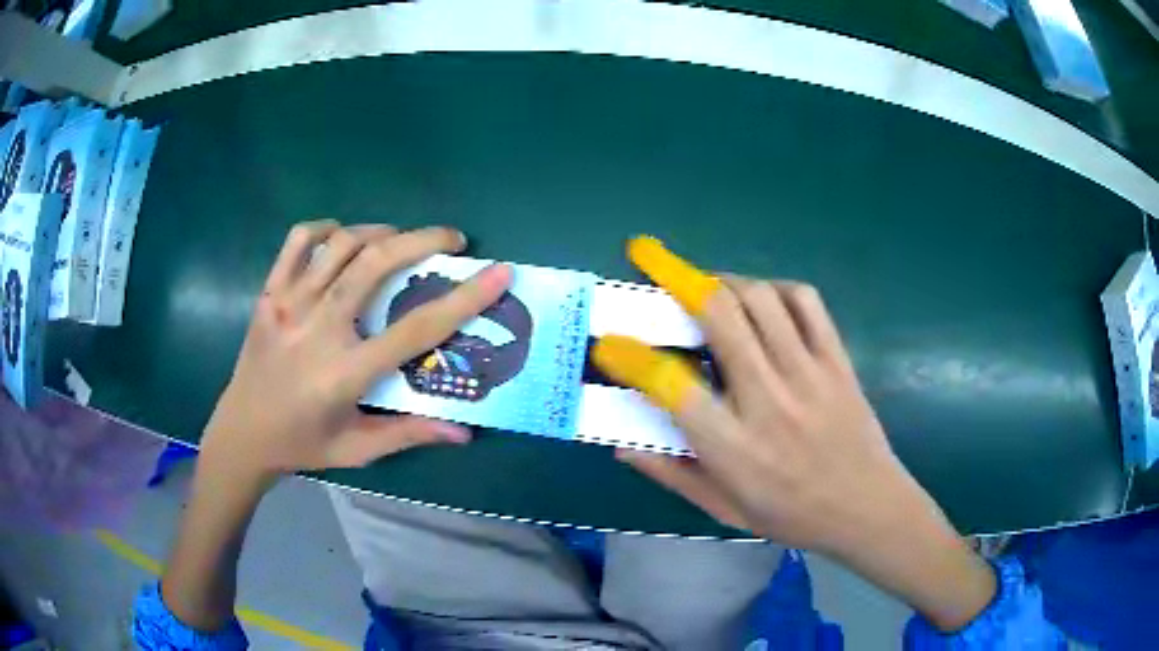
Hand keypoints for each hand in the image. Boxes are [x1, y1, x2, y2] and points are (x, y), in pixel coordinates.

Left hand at [200, 220, 512, 478]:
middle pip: (376, 264)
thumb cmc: (302, 444)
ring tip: (402, 238)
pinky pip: (298, 242)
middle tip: (451, 239)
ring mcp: (288, 305)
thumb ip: (409, 434)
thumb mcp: (357, 448)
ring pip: (342, 244)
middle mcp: (318, 329)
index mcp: (345, 373)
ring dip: (381, 231)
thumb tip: (463, 432)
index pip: (416, 329)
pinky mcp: (269, 293)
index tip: (499, 271)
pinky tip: (342, 236)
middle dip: (423, 239)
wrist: (241, 434)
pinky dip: (326, 228)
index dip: (464, 298)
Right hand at [600, 276, 918, 549]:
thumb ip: (671, 474)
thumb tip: (621, 444)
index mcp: (734, 447)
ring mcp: (808, 375)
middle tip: (651, 260)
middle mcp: (768, 401)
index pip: (672, 387)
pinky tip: (763, 299)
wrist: (867, 508)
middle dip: (677, 278)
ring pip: (762, 300)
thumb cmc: (792, 515)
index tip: (610, 342)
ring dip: (725, 280)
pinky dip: (777, 288)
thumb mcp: (724, 509)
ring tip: (707, 285)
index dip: (633, 358)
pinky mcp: (837, 361)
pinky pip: (807, 303)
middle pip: (720, 318)